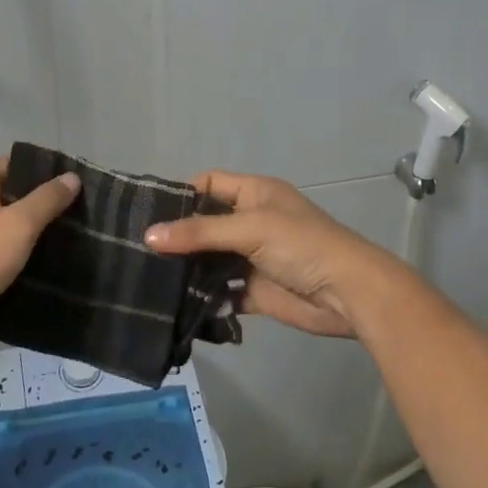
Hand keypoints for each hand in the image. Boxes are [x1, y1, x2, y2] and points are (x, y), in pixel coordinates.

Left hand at [0, 156, 79, 352]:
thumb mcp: (17, 225)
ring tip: (63, 243)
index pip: (11, 164)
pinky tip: (36, 270)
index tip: (70, 182)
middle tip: (75, 216)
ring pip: (1, 228)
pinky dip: (13, 258)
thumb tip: (71, 176)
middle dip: (39, 205)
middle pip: (8, 196)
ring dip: (27, 234)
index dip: (40, 169)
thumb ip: (45, 200)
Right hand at [144, 171, 389, 337]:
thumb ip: (199, 233)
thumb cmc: (302, 245)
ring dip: (188, 269)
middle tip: (139, 250)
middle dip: (178, 236)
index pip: (210, 183)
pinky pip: (221, 291)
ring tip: (150, 279)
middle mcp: (251, 222)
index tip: (149, 213)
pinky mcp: (254, 290)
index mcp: (255, 194)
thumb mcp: (250, 229)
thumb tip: (148, 236)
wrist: (349, 295)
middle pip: (205, 224)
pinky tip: (178, 304)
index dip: (183, 194)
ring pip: (210, 260)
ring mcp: (252, 258)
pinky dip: (204, 297)